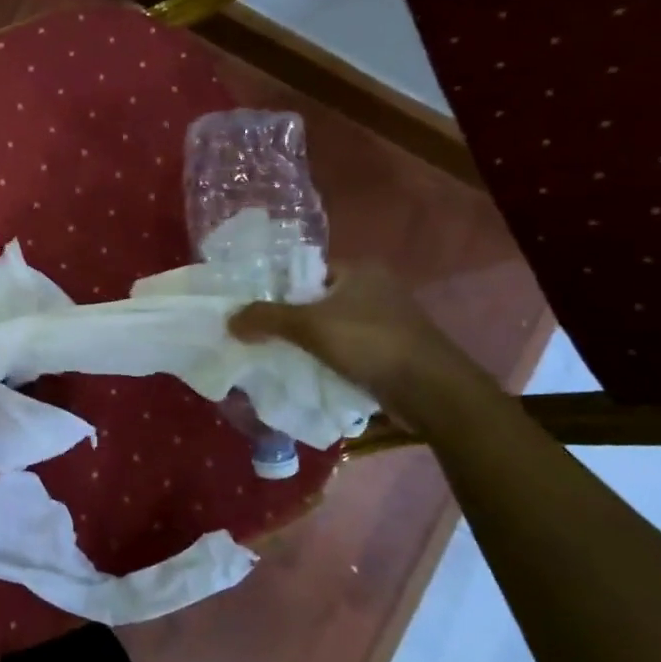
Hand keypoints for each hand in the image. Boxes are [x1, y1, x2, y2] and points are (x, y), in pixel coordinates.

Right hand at [229, 263, 478, 411]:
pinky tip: (306, 373)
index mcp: (360, 270)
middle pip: (316, 300)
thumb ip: (266, 318)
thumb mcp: (310, 326)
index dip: (277, 287)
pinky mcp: (390, 351)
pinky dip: (327, 360)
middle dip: (289, 319)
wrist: (432, 391)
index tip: (252, 308)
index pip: (306, 271)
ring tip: (275, 356)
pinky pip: (346, 350)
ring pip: (331, 328)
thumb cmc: (371, 343)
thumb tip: (228, 320)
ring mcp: (386, 321)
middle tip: (257, 334)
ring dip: (307, 343)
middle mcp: (375, 289)